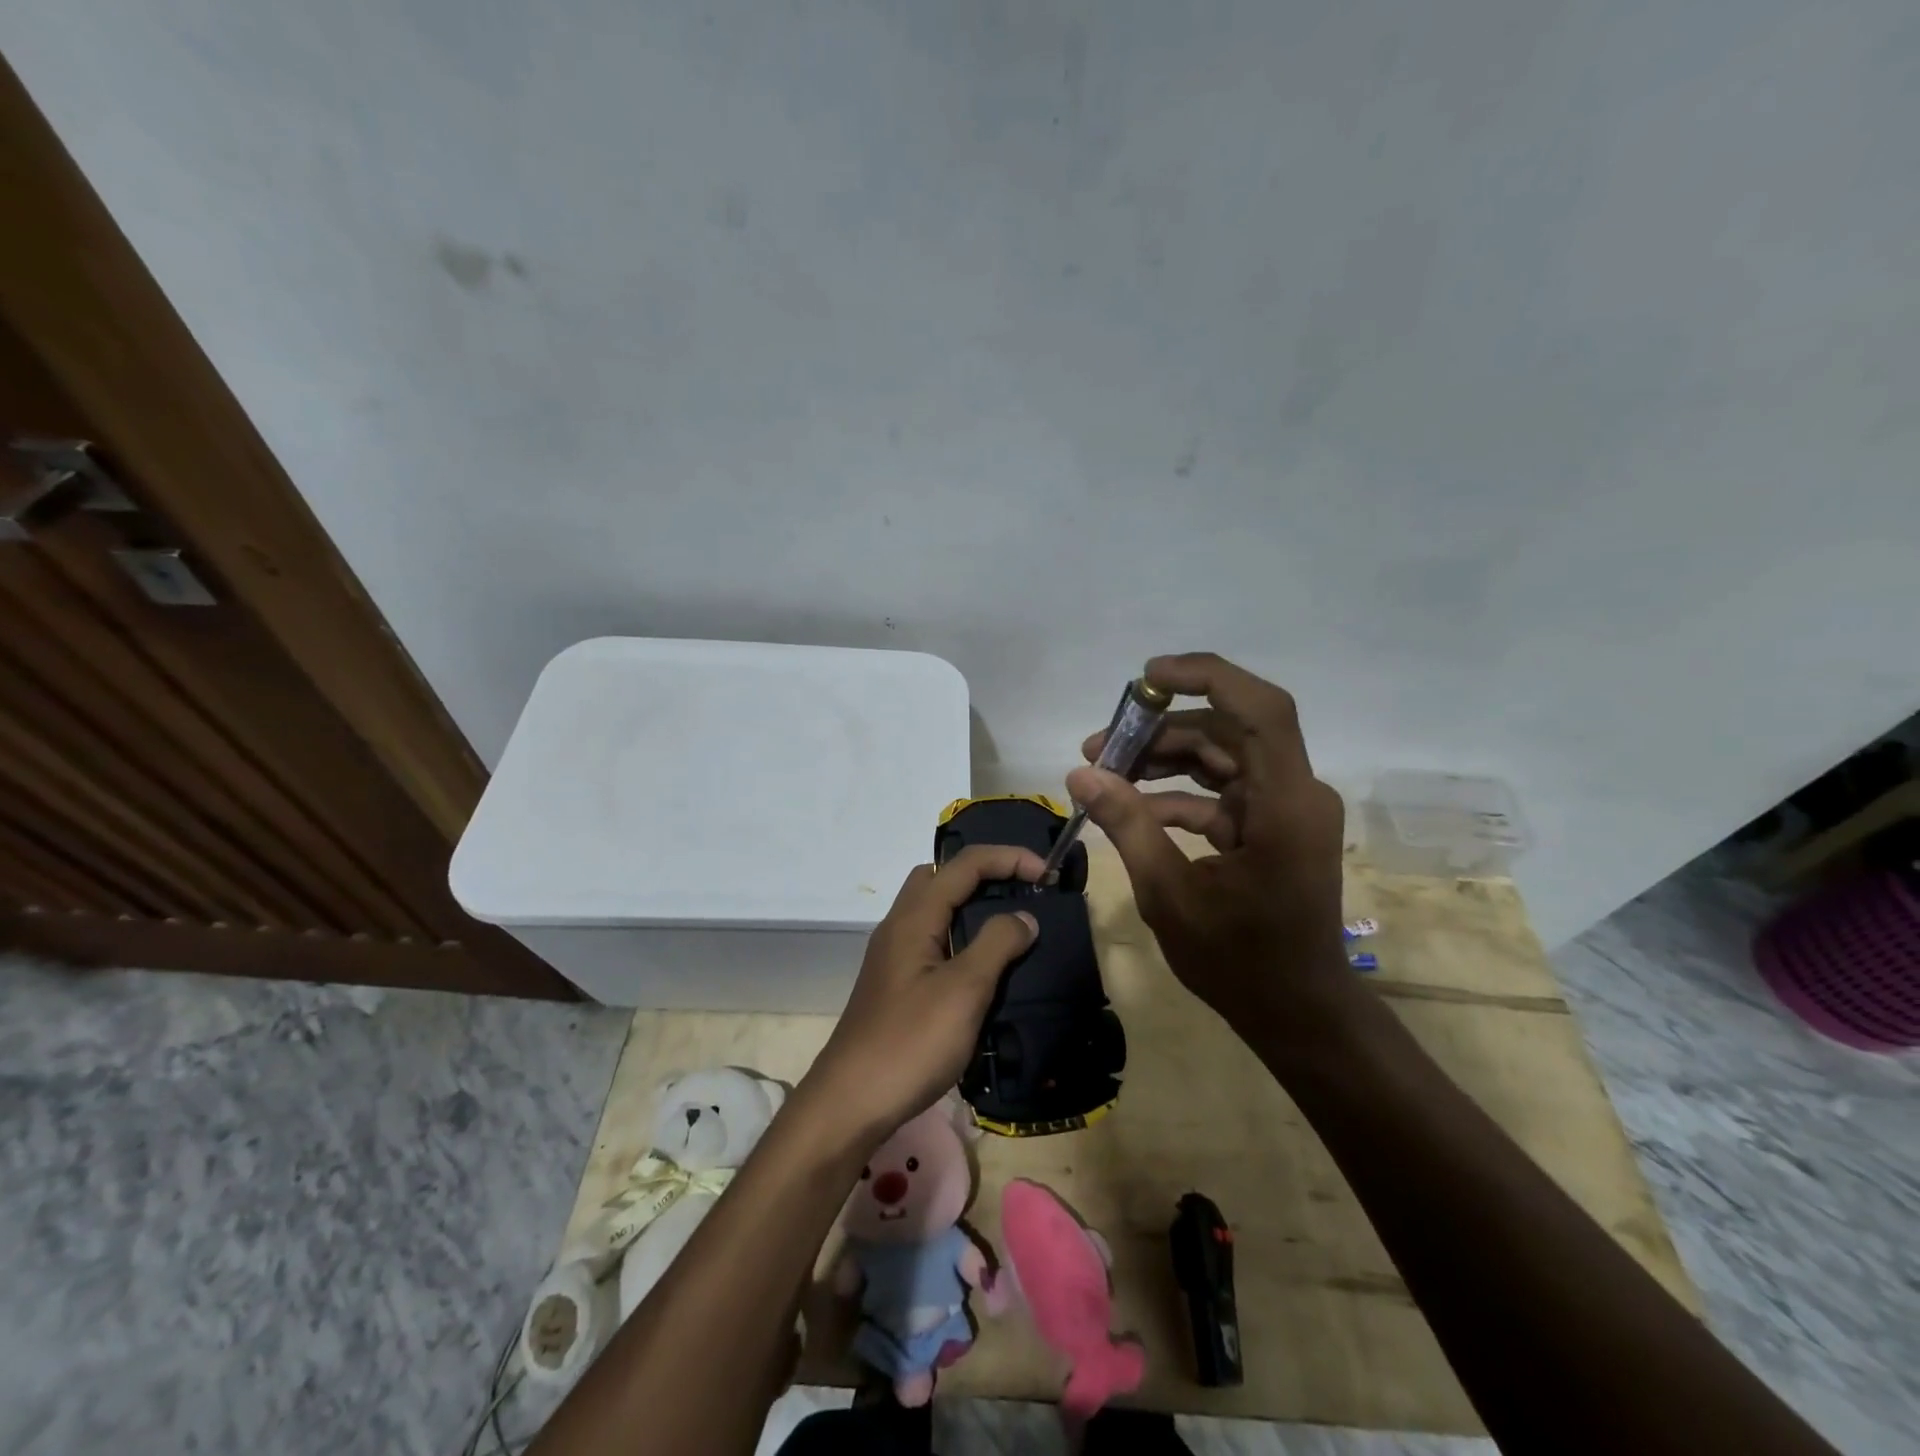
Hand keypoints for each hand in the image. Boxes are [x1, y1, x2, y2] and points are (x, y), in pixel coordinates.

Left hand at [802, 844, 1042, 1142]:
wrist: (851, 1102)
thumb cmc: (910, 1042)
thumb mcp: (963, 991)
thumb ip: (996, 945)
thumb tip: (1023, 916)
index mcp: (914, 917)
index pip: (964, 864)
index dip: (1008, 858)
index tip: (1047, 873)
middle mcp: (900, 926)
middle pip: (941, 876)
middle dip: (984, 873)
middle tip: (1021, 892)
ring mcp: (894, 956)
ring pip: (935, 909)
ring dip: (972, 906)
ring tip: (1010, 927)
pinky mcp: (897, 984)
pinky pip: (933, 940)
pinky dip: (961, 937)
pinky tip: (983, 968)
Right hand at [1067, 652, 1359, 1057]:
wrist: (1297, 1012)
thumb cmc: (1239, 960)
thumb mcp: (1169, 893)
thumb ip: (1127, 825)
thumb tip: (1081, 774)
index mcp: (1284, 804)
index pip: (1260, 710)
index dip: (1206, 678)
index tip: (1147, 677)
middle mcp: (1294, 794)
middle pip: (1228, 731)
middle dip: (1161, 730)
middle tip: (1099, 744)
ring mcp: (1284, 810)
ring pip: (1221, 757)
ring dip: (1164, 759)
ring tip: (1105, 770)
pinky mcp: (1271, 827)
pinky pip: (1222, 792)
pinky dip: (1178, 794)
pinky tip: (1132, 809)